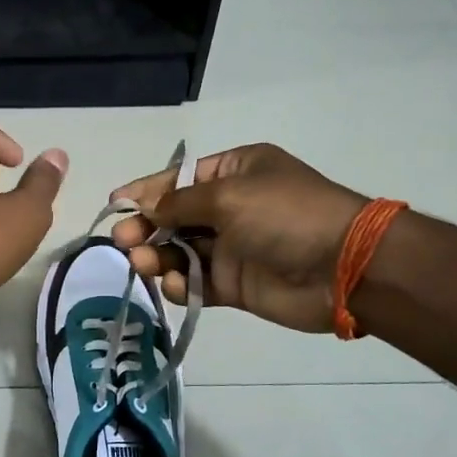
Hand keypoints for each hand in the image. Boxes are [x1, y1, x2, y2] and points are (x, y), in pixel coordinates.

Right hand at [110, 144, 366, 332]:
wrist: (342, 268)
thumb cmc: (284, 215)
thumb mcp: (228, 196)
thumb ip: (179, 203)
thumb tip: (143, 207)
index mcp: (235, 172)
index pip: (178, 179)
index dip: (145, 191)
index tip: (114, 204)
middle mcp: (231, 207)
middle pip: (174, 217)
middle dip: (146, 227)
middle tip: (122, 242)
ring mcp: (232, 247)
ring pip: (180, 252)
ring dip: (157, 257)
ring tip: (141, 264)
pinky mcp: (234, 284)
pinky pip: (197, 282)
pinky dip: (181, 284)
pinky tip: (175, 284)